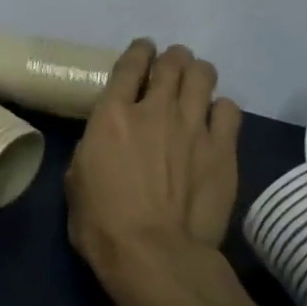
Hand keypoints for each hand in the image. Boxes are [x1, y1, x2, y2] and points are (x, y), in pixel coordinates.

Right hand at [65, 40, 246, 305]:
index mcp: (112, 114)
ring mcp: (193, 127)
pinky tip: (215, 120)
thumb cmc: (101, 223)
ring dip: (197, 74)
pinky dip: (220, 108)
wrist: (154, 254)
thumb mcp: (77, 179)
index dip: (139, 51)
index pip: (130, 64)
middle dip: (172, 58)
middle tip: (171, 67)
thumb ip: (93, 148)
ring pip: (204, 75)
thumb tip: (104, 144)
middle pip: (172, 62)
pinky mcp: (223, 150)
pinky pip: (229, 109)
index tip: (143, 50)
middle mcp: (156, 110)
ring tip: (195, 85)